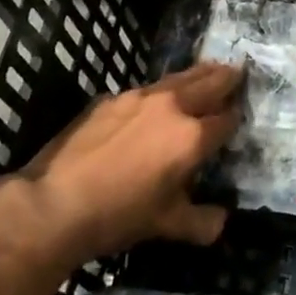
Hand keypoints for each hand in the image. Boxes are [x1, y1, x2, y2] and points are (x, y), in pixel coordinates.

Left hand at [13, 62, 241, 264]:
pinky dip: (163, 89)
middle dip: (225, 78)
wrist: (55, 202)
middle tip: (238, 71)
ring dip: (197, 74)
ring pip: (178, 78)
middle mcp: (171, 107)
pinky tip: (158, 98)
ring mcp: (139, 97)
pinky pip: (147, 89)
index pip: (226, 119)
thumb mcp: (166, 225)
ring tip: (208, 69)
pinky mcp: (112, 98)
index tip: (240, 114)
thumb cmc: (118, 216)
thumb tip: (221, 220)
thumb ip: (201, 222)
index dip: (236, 117)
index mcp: (191, 137)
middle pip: (208, 83)